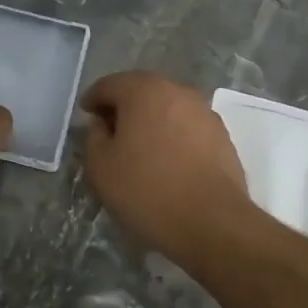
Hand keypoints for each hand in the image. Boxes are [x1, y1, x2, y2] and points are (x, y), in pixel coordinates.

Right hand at [80, 71, 253, 259]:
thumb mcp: (101, 167)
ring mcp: (204, 112)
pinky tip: (167, 159)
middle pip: (142, 90)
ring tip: (139, 146)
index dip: (93, 98)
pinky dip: (173, 134)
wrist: (212, 222)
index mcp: (144, 91)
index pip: (110, 85)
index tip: (85, 114)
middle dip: (123, 106)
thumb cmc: (147, 190)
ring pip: (168, 107)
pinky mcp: (222, 135)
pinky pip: (187, 126)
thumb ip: (94, 136)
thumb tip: (103, 123)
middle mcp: (177, 91)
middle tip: (109, 129)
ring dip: (151, 119)